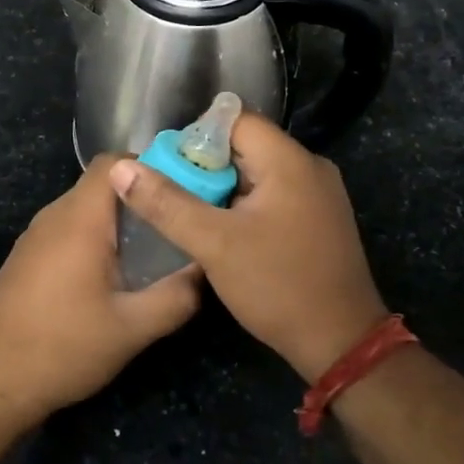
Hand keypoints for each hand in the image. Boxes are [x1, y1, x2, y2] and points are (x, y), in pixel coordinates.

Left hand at [0, 156, 201, 428]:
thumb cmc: (63, 348)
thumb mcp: (132, 329)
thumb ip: (176, 296)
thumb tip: (204, 270)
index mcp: (79, 219)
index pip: (114, 163)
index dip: (151, 168)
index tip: (181, 193)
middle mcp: (53, 217)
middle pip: (102, 187)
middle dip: (140, 201)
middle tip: (176, 227)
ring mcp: (35, 237)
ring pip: (85, 211)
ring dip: (118, 224)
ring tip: (152, 253)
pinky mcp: (27, 259)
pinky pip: (68, 232)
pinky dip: (95, 241)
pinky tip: (113, 278)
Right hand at [108, 113, 386, 380]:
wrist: (341, 343)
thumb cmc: (277, 285)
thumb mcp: (213, 244)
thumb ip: (166, 203)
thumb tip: (121, 169)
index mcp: (289, 160)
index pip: (234, 120)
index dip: (195, 137)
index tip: (167, 168)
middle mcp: (309, 167)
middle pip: (244, 146)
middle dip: (204, 167)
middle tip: (172, 196)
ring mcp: (319, 194)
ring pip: (257, 173)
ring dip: (222, 190)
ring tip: (191, 217)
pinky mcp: (319, 219)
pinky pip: (273, 195)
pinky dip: (244, 206)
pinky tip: (225, 234)